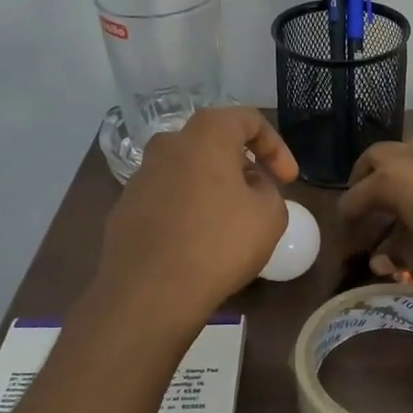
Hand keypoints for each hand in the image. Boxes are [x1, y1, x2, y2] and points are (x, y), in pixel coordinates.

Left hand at [96, 107, 298, 323]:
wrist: (150, 293)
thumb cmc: (219, 244)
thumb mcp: (271, 216)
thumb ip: (268, 190)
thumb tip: (250, 188)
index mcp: (205, 137)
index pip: (247, 119)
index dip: (276, 146)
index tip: (288, 179)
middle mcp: (167, 146)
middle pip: (212, 142)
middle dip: (242, 164)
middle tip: (260, 194)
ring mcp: (140, 178)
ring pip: (186, 170)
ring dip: (212, 187)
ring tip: (230, 221)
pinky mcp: (124, 210)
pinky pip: (166, 199)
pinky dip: (186, 210)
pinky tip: (197, 241)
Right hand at [337, 136, 412, 299]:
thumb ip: (395, 254)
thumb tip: (380, 256)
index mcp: (393, 180)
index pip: (356, 197)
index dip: (347, 219)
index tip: (348, 237)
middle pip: (377, 156)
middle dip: (365, 177)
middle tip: (366, 200)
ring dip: (400, 165)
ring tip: (403, 190)